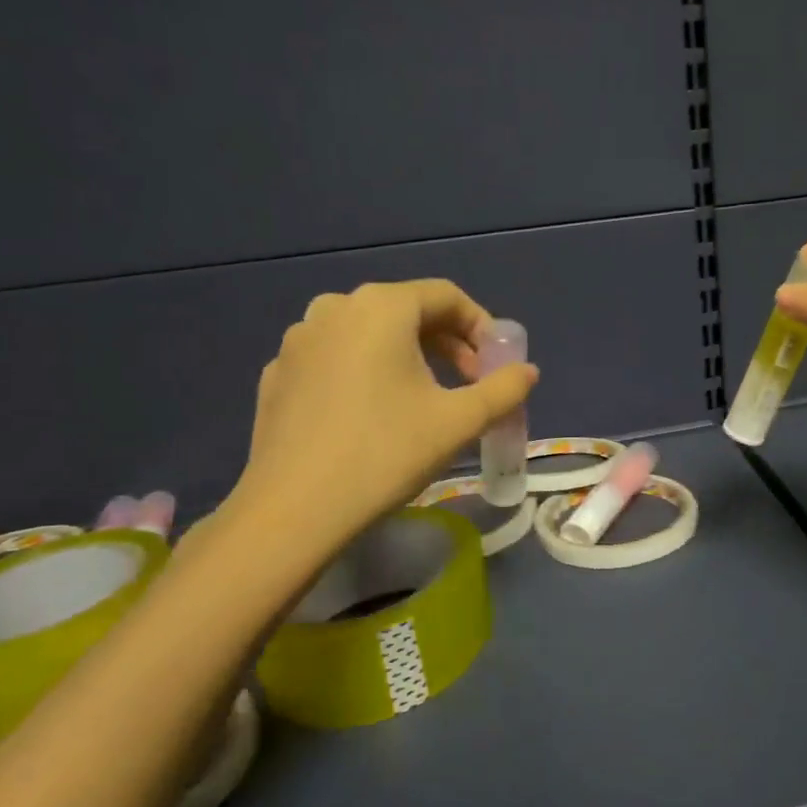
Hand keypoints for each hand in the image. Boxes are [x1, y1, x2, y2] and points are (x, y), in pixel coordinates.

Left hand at [227, 280, 537, 556]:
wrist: (294, 510)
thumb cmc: (386, 453)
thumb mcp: (460, 421)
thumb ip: (504, 389)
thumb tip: (527, 372)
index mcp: (380, 307)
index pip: (446, 297)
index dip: (481, 327)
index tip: (496, 365)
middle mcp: (335, 308)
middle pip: (407, 311)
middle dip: (447, 344)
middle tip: (469, 384)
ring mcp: (298, 340)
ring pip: (369, 334)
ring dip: (407, 357)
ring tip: (424, 400)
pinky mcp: (279, 374)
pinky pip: (336, 359)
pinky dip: (366, 373)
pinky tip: (373, 416)